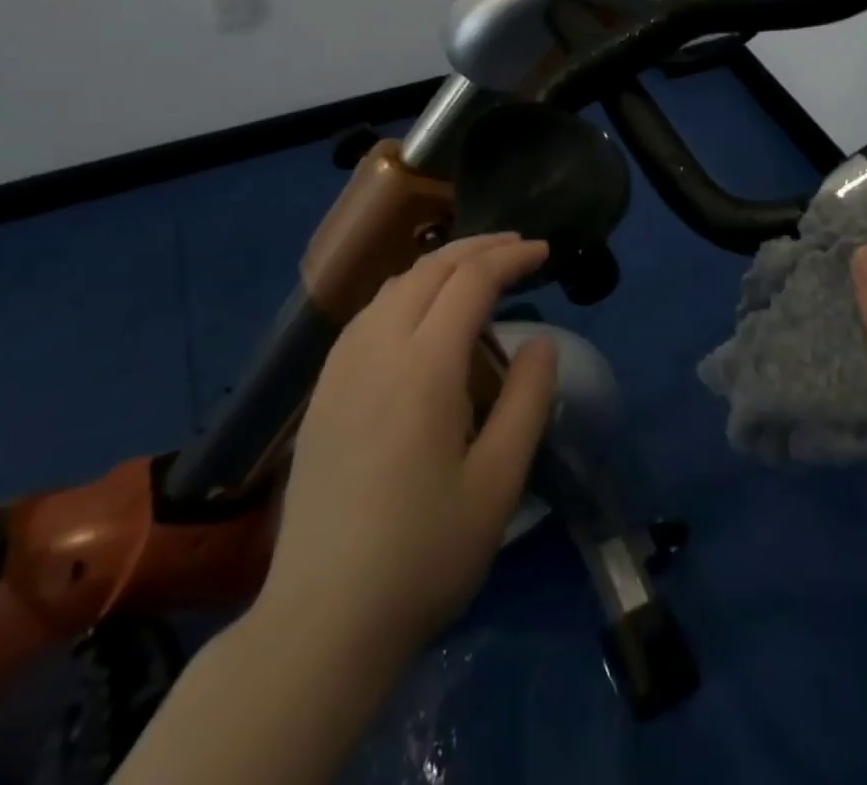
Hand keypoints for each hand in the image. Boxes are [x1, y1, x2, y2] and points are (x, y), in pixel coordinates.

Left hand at [260, 233, 558, 668]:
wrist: (322, 618)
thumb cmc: (423, 555)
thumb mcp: (498, 483)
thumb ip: (526, 401)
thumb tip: (542, 341)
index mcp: (424, 366)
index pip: (471, 281)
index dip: (511, 258)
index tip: (544, 252)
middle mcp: (378, 347)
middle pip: (430, 268)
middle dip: (479, 247)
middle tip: (518, 247)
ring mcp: (342, 366)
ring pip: (395, 284)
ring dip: (440, 264)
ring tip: (476, 270)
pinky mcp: (323, 388)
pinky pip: (370, 312)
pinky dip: (407, 290)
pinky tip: (420, 312)